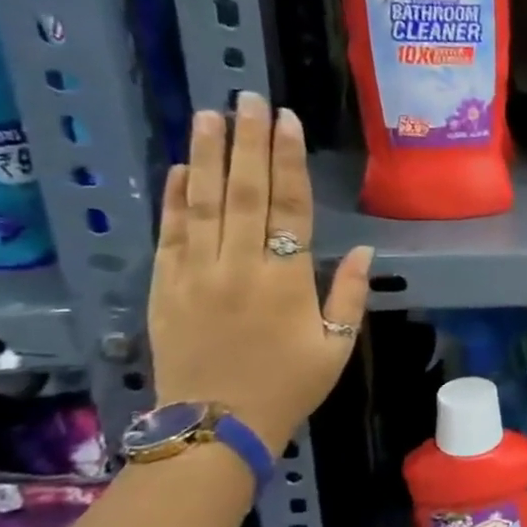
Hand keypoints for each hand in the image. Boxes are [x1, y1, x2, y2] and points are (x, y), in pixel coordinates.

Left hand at [149, 94, 374, 451]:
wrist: (215, 428)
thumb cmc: (288, 386)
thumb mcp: (336, 347)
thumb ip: (349, 295)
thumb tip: (363, 248)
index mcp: (285, 280)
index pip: (288, 206)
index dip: (288, 161)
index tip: (286, 121)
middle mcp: (238, 266)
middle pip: (244, 192)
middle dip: (247, 142)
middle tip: (247, 98)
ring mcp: (194, 274)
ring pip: (202, 203)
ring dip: (207, 156)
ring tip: (210, 116)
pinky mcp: (164, 288)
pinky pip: (169, 234)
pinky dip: (174, 199)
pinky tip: (181, 168)